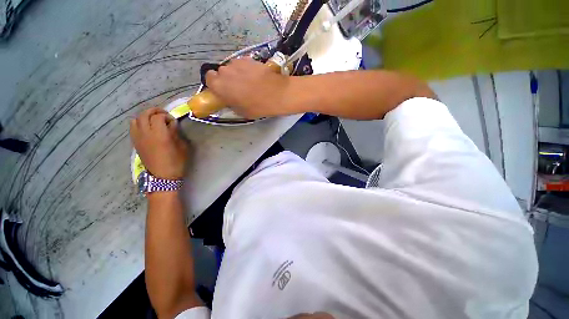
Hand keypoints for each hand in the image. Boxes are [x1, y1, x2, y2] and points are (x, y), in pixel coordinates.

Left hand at [130, 108, 188, 179]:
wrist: (162, 176)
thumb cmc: (176, 162)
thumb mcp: (182, 147)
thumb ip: (176, 133)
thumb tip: (171, 125)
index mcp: (159, 135)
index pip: (158, 117)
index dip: (166, 116)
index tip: (173, 121)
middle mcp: (146, 133)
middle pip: (145, 114)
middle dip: (154, 111)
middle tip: (163, 114)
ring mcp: (138, 138)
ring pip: (136, 119)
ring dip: (145, 116)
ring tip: (154, 119)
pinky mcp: (135, 142)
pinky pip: (133, 127)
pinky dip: (139, 123)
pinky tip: (146, 127)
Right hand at [205, 57, 289, 118]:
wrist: (276, 94)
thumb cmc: (258, 106)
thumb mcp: (241, 112)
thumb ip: (231, 103)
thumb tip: (230, 99)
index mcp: (219, 86)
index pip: (208, 79)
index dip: (215, 84)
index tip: (223, 90)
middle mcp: (225, 71)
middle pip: (221, 72)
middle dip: (226, 79)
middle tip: (237, 87)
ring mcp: (237, 63)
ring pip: (232, 67)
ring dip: (237, 73)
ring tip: (249, 82)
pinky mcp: (249, 58)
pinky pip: (243, 63)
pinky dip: (246, 68)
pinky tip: (255, 76)